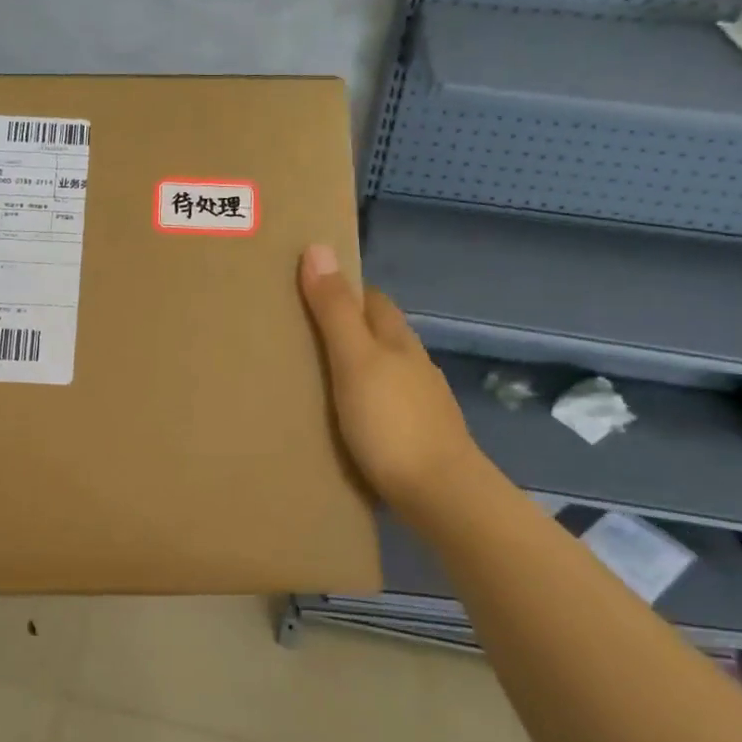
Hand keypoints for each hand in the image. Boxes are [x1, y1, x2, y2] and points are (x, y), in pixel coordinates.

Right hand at [298, 243, 479, 513]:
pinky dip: (366, 399)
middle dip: (348, 326)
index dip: (344, 289)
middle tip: (302, 334)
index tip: (308, 290)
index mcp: (398, 339)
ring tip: (317, 376)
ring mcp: (421, 401)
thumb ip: (335, 310)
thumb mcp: (353, 360)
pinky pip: (387, 403)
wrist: (440, 494)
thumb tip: (318, 247)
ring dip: (357, 365)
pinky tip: (348, 417)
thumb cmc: (390, 422)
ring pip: (385, 369)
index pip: (372, 299)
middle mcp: (414, 363)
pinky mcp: (420, 434)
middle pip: (380, 332)